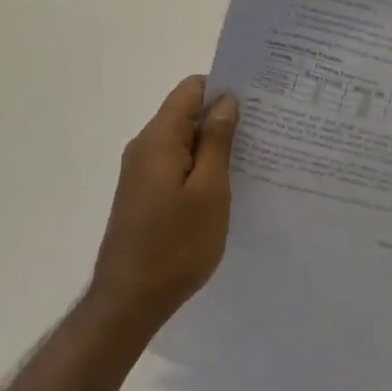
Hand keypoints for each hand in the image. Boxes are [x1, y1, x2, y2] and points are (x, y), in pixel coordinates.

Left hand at [88, 76, 237, 336]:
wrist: (128, 303)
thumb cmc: (175, 245)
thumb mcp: (209, 191)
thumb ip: (217, 141)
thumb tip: (225, 100)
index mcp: (159, 139)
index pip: (191, 89)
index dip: (223, 88)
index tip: (256, 101)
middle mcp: (145, 147)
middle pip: (186, 113)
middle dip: (222, 116)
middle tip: (263, 130)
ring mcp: (141, 172)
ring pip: (182, 140)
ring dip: (213, 144)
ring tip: (252, 157)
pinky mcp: (143, 194)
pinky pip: (175, 163)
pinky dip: (200, 165)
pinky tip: (225, 185)